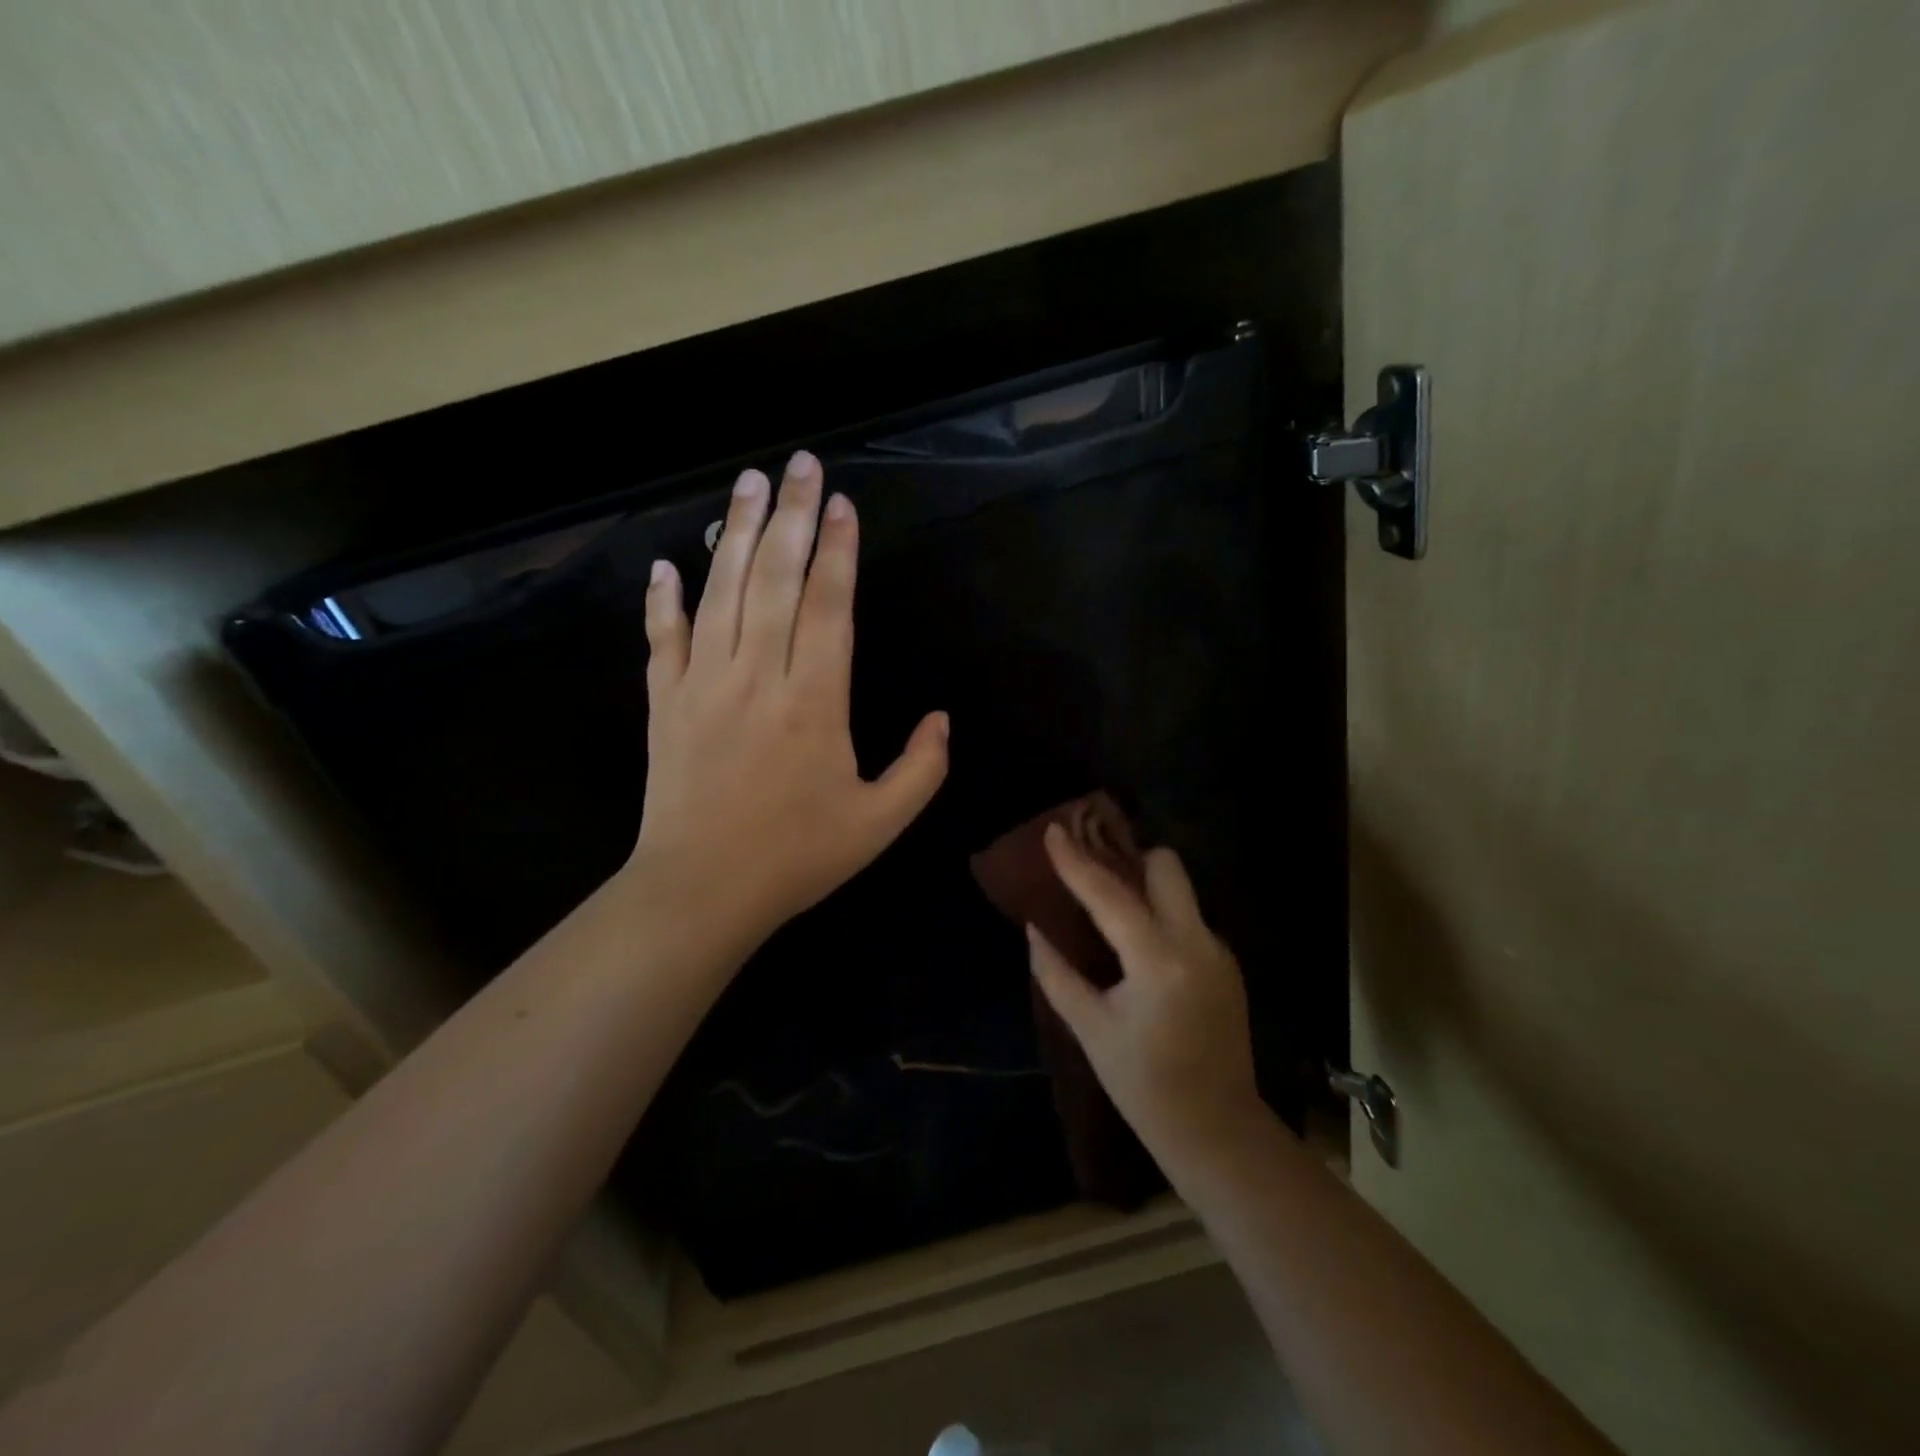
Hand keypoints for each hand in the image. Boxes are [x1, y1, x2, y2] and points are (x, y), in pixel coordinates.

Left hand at [622, 450, 948, 953]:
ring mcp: (704, 684)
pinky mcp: (666, 703)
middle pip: (776, 580)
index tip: (841, 503)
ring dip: (735, 534)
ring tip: (748, 484)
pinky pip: (663, 639)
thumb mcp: (881, 823)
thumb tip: (942, 718)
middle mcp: (758, 677)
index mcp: (814, 701)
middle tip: (799, 463)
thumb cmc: (797, 856)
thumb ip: (922, 768)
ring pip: (721, 593)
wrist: (701, 891)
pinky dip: (663, 600)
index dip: (838, 550)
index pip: (829, 606)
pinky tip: (668, 564)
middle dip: (791, 516)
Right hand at [1027, 825, 1260, 1152]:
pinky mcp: (1227, 964)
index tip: (1054, 830)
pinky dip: (1161, 917)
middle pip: (1166, 868)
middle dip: (1131, 860)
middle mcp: (1195, 943)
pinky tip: (1139, 946)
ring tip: (1111, 906)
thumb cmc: (1143, 1084)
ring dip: (1146, 888)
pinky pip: (1189, 919)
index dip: (1075, 862)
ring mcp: (1218, 951)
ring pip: (1180, 891)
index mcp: (1157, 960)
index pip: (1108, 895)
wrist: (1217, 1129)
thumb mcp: (1090, 1029)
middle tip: (1096, 871)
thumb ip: (1057, 973)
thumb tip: (1034, 929)